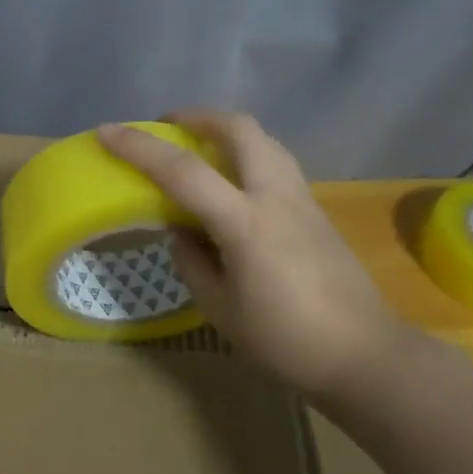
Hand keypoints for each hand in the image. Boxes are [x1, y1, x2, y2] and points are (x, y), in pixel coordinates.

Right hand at [97, 111, 403, 395]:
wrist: (364, 356)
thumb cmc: (284, 340)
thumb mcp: (220, 308)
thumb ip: (193, 262)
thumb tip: (183, 234)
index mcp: (245, 223)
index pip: (183, 172)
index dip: (139, 148)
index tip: (107, 132)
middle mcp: (276, 197)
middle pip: (239, 128)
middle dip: (196, 117)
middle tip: (167, 126)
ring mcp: (302, 199)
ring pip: (263, 140)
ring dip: (225, 132)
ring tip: (198, 148)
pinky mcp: (316, 210)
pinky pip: (275, 163)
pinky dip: (245, 155)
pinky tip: (231, 184)